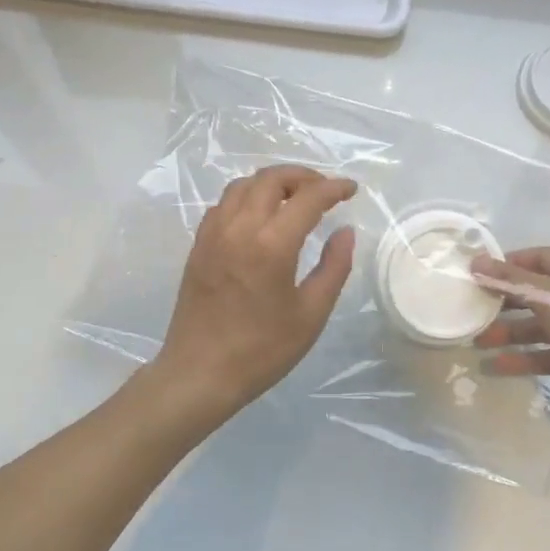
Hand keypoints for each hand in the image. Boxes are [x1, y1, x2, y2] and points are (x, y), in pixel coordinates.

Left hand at [152, 165, 357, 414]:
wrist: (200, 374)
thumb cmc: (262, 350)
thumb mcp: (311, 314)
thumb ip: (334, 267)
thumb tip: (344, 231)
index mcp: (271, 245)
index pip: (308, 198)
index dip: (333, 188)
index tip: (351, 189)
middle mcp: (239, 228)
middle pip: (271, 179)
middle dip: (303, 176)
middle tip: (324, 190)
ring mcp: (213, 234)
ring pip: (243, 186)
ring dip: (272, 183)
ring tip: (294, 198)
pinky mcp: (198, 246)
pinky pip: (223, 204)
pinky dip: (247, 197)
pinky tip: (259, 217)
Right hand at [471, 248, 549, 437]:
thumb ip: (512, 281)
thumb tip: (476, 261)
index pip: (539, 258)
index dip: (508, 263)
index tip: (477, 273)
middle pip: (536, 294)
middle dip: (504, 302)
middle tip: (471, 309)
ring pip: (539, 328)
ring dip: (509, 333)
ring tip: (477, 343)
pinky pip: (546, 356)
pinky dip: (523, 360)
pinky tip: (496, 367)